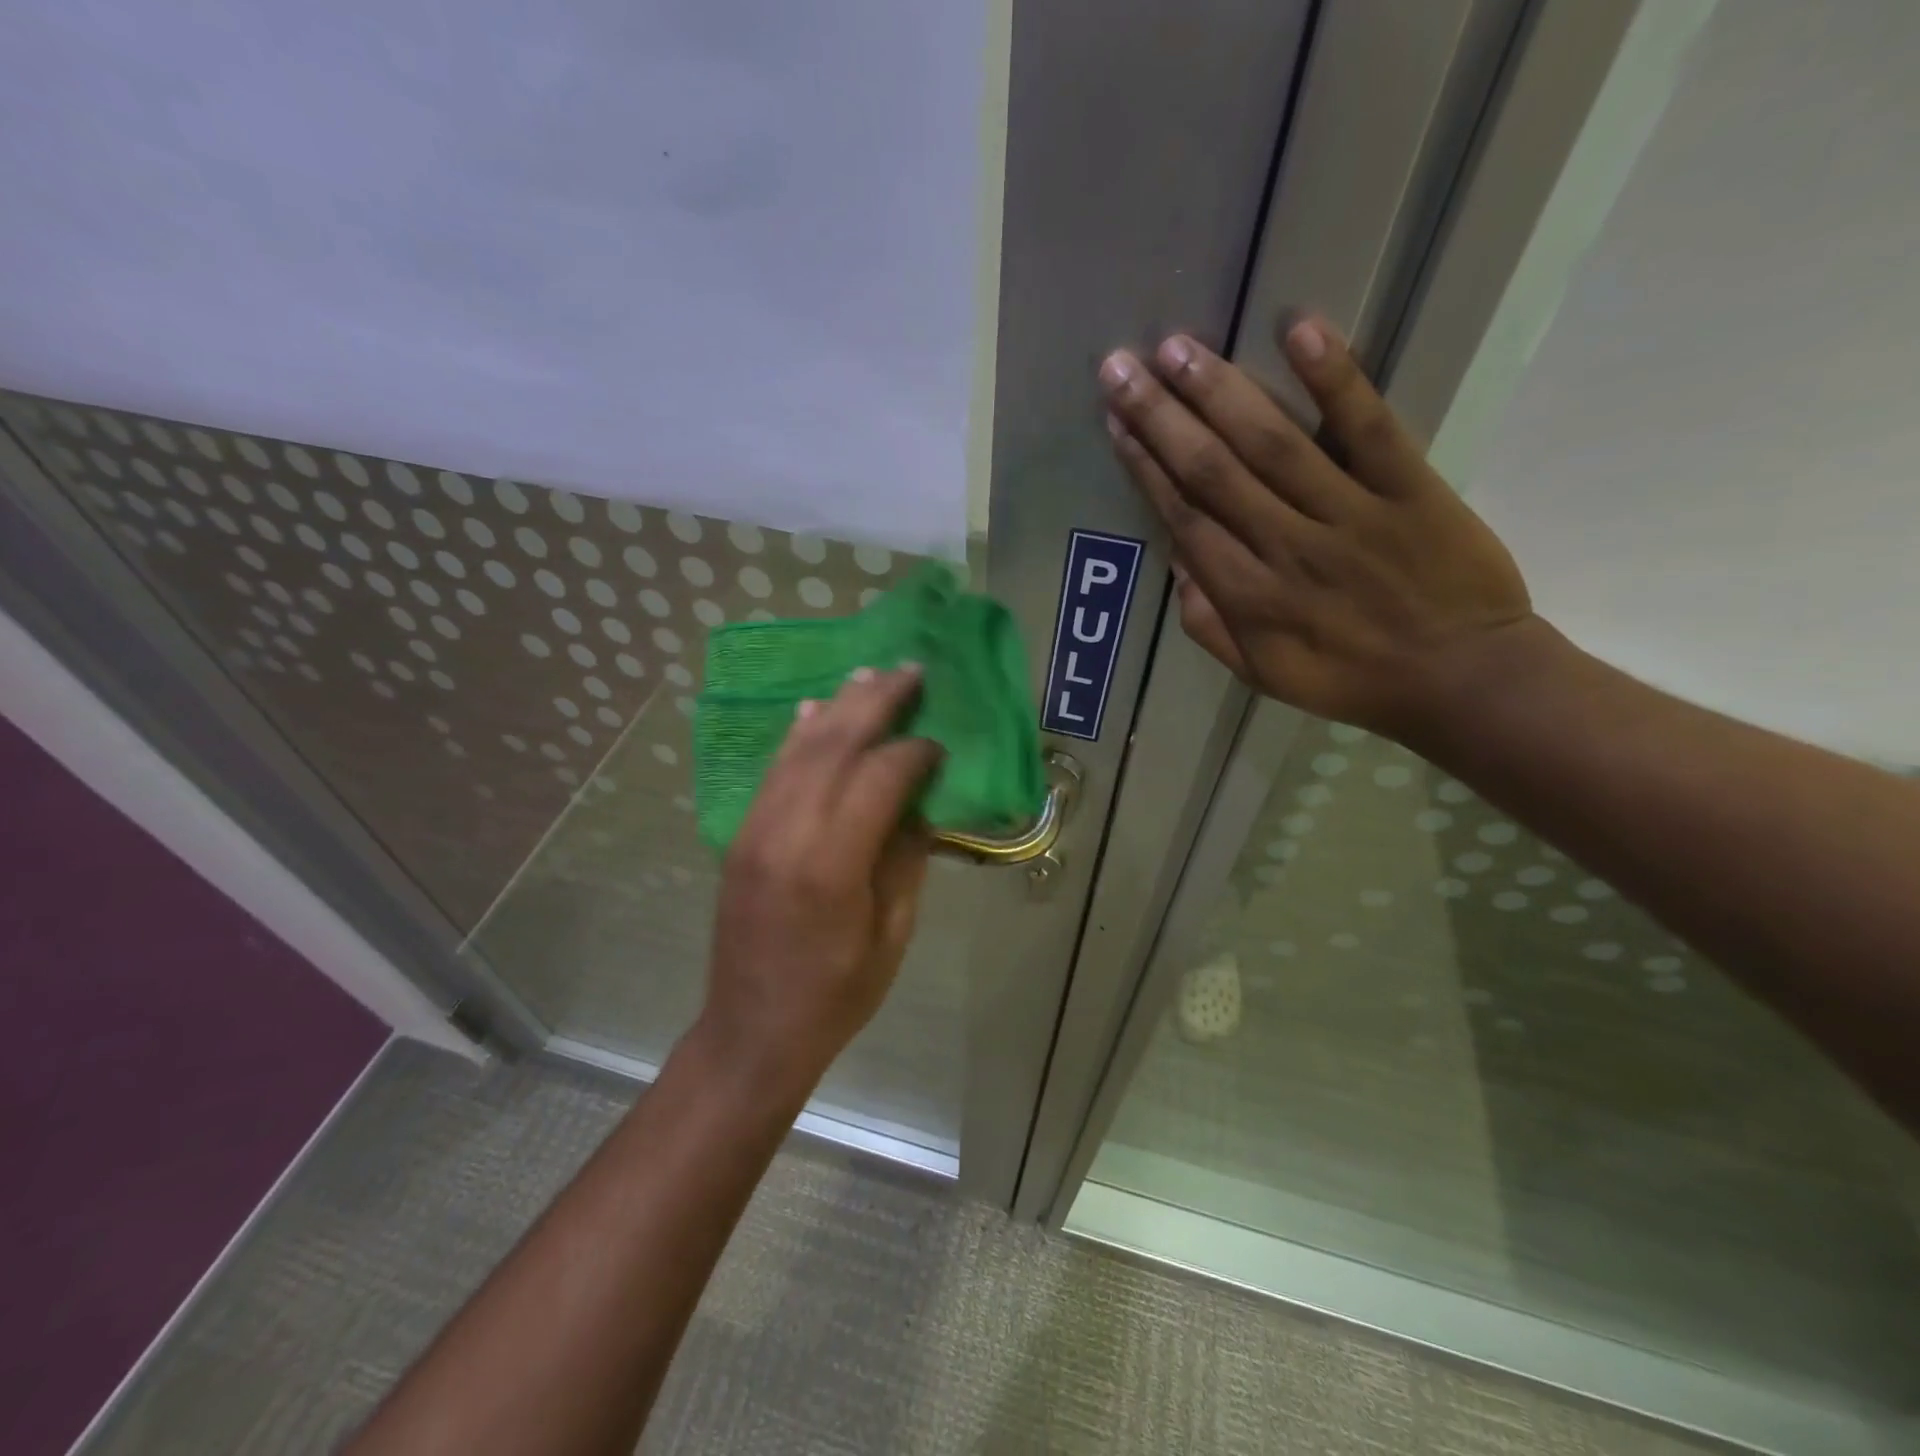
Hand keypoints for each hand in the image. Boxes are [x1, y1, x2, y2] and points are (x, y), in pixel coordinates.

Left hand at [698, 667, 941, 1102]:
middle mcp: (786, 833)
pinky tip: (815, 710)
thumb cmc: (836, 995)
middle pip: (834, 746)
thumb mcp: (892, 934)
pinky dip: (798, 735)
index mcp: (832, 865)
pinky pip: (773, 770)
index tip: (940, 744)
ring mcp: (755, 830)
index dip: (913, 753)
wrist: (751, 1030)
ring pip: (799, 749)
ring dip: (837, 706)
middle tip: (909, 671)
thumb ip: (906, 859)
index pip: (877, 778)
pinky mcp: (740, 835)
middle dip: (875, 702)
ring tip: (869, 674)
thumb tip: (919, 802)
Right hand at [1100, 316, 1539, 742]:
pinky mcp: (1408, 487)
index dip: (1145, 467)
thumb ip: (1209, 626)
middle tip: (1121, 366)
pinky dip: (1335, 378)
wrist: (1461, 678)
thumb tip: (1176, 561)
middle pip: (1213, 471)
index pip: (1184, 517)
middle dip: (1160, 417)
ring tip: (1176, 347)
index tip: (1115, 422)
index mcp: (1249, 597)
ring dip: (1220, 391)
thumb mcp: (1261, 675)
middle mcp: (1287, 547)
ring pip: (1272, 442)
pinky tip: (1298, 330)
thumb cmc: (1351, 679)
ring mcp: (1349, 512)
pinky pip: (1368, 426)